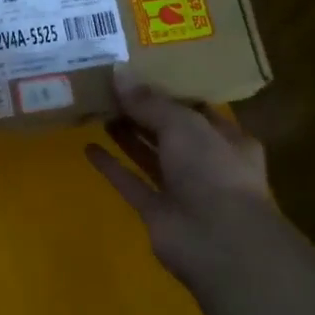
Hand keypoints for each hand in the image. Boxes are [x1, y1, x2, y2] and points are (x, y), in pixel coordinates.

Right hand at [85, 67, 282, 293]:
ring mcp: (181, 190)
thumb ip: (148, 101)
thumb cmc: (212, 171)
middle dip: (143, 112)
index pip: (196, 109)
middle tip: (110, 89)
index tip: (139, 74)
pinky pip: (131, 183)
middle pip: (170, 131)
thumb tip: (117, 72)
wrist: (218, 242)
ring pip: (150, 156)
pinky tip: (88, 148)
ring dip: (127, 136)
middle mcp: (206, 162)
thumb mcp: (183, 124)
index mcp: (226, 138)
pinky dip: (112, 167)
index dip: (168, 92)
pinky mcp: (157, 212)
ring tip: (99, 110)